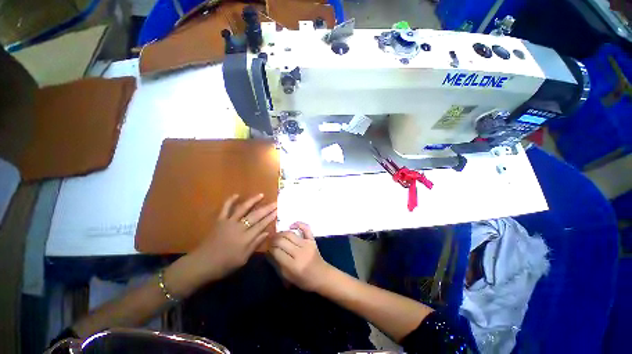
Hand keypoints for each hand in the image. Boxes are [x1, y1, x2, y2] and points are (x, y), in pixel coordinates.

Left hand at [185, 194, 276, 283]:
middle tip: (275, 202)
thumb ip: (255, 244)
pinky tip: (236, 195)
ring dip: (253, 201)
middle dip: (267, 209)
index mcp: (245, 238)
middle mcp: (239, 227)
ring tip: (261, 195)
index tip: (277, 211)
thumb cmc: (225, 264)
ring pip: (243, 209)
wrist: (202, 264)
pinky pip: (225, 209)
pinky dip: (230, 201)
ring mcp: (228, 222)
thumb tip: (267, 233)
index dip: (270, 217)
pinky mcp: (219, 221)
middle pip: (255, 216)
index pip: (261, 225)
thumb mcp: (243, 259)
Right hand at [269, 222, 332, 291]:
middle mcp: (299, 253)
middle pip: (282, 241)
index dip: (269, 248)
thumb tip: (268, 251)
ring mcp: (307, 244)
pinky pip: (306, 228)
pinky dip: (299, 224)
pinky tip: (291, 225)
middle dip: (273, 239)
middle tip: (269, 240)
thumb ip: (277, 264)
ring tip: (276, 235)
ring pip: (290, 234)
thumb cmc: (303, 279)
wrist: (322, 276)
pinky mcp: (312, 240)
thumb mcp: (287, 277)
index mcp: (292, 265)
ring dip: (281, 233)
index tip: (266, 247)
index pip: (276, 251)